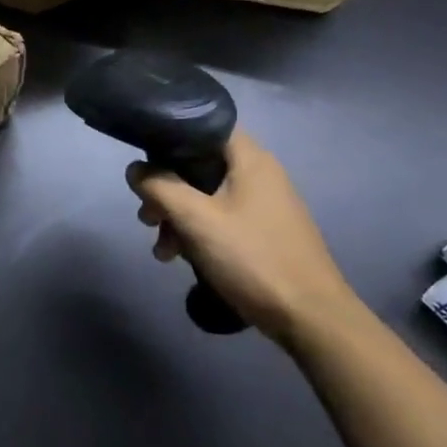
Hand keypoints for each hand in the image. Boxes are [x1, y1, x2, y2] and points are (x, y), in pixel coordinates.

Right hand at [128, 130, 353, 329]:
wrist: (312, 320)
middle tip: (146, 218)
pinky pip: (222, 219)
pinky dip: (199, 232)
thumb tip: (134, 170)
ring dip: (179, 217)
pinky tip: (182, 259)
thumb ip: (160, 187)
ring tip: (162, 251)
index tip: (145, 162)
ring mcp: (265, 204)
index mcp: (250, 158)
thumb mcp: (196, 220)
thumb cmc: (253, 258)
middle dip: (167, 190)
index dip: (170, 138)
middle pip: (200, 165)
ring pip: (207, 196)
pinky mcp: (265, 232)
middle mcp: (260, 173)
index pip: (203, 126)